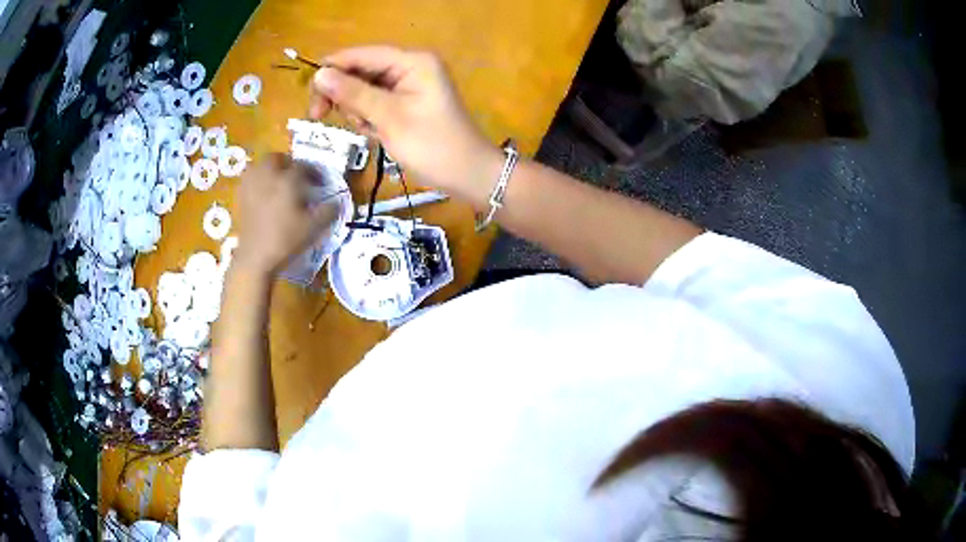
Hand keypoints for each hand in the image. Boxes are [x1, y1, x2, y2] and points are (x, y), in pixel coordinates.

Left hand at [234, 153, 339, 274]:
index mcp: (288, 180)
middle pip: (276, 158)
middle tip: (295, 176)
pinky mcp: (241, 197)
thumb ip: (328, 212)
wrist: (255, 258)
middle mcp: (268, 176)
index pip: (303, 167)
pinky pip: (249, 179)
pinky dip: (257, 181)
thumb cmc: (285, 240)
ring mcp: (251, 185)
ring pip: (259, 165)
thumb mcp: (313, 228)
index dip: (313, 172)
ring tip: (276, 181)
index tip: (319, 183)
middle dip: (287, 163)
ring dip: (269, 169)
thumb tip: (336, 203)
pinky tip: (262, 193)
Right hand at [309, 46, 502, 199]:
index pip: (362, 55)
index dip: (332, 68)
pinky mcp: (408, 102)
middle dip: (343, 93)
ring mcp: (410, 84)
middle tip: (319, 116)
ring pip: (365, 88)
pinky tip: (375, 133)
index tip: (308, 91)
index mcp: (412, 61)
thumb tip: (319, 74)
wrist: (468, 175)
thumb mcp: (389, 118)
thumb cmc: (432, 146)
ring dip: (356, 109)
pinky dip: (369, 117)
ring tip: (367, 130)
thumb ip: (353, 93)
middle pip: (361, 70)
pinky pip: (376, 102)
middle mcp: (411, 66)